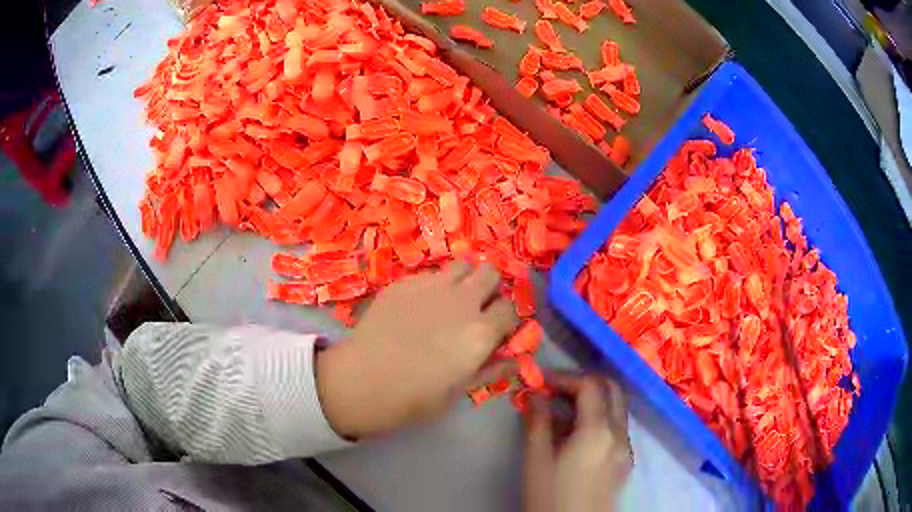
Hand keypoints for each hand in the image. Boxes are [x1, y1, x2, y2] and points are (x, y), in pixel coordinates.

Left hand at [316, 261, 519, 438]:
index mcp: (481, 332)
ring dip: (465, 279)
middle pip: (491, 274)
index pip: (511, 309)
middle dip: (490, 288)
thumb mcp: (458, 392)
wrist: (361, 381)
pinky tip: (418, 305)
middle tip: (477, 307)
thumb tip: (514, 360)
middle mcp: (462, 301)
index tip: (498, 329)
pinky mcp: (405, 282)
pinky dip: (434, 285)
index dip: (506, 319)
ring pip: (463, 264)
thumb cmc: (414, 398)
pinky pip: (430, 273)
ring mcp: (432, 286)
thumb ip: (490, 370)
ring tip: (452, 298)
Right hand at [524, 374, 631, 511]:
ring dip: (594, 399)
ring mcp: (626, 448)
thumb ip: (538, 423)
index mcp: (598, 430)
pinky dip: (600, 418)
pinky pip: (617, 427)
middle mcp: (619, 433)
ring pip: (617, 408)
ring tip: (562, 411)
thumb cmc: (550, 498)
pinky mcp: (624, 461)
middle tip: (556, 389)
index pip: (590, 386)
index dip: (565, 378)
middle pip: (612, 389)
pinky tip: (576, 435)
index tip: (542, 382)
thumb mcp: (537, 461)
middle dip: (585, 382)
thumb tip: (535, 395)